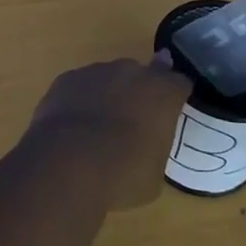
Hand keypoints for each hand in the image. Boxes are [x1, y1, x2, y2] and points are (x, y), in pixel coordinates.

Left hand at [24, 54, 190, 208]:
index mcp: (162, 93)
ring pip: (109, 78)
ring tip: (99, 128)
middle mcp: (131, 73)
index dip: (175, 96)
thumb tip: (145, 145)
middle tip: (133, 120)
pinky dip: (81, 100)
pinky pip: (81, 86)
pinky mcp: (67, 78)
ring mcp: (96, 71)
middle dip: (140, 92)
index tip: (172, 109)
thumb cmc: (122, 174)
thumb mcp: (154, 172)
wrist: (68, 163)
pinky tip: (74, 126)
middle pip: (142, 75)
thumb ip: (154, 146)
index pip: (179, 82)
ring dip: (109, 95)